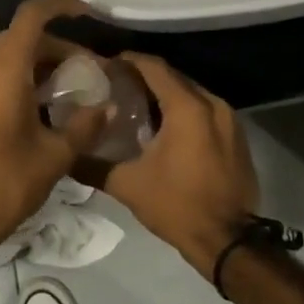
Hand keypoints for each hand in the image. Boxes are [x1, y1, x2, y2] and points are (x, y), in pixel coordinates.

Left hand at [0, 0, 107, 243]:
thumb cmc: (7, 181)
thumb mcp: (56, 154)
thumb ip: (86, 125)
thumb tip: (110, 107)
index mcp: (4, 68)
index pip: (32, 15)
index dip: (61, 6)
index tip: (88, 13)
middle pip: (24, 37)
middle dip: (59, 47)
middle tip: (89, 70)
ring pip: (10, 56)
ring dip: (41, 64)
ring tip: (72, 90)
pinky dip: (22, 78)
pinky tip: (45, 107)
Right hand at [79, 53, 258, 275]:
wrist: (229, 242)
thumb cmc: (177, 206)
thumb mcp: (128, 185)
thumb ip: (93, 165)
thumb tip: (66, 155)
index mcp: (187, 107)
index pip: (154, 67)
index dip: (129, 61)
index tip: (107, 65)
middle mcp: (211, 103)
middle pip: (173, 77)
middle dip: (146, 77)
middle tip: (117, 84)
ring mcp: (229, 120)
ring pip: (191, 93)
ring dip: (166, 95)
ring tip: (137, 105)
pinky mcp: (237, 137)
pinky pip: (206, 111)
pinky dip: (185, 111)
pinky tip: (166, 128)